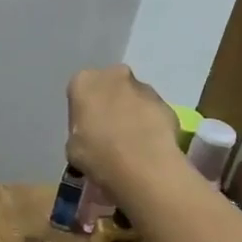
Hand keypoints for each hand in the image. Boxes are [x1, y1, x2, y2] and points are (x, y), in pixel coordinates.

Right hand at [65, 65, 181, 202]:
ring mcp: (145, 88)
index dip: (82, 113)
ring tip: (131, 145)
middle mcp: (114, 75)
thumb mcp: (72, 147)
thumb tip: (90, 138)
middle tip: (108, 134)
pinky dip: (151, 126)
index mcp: (84, 81)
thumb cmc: (96, 154)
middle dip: (110, 105)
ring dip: (132, 114)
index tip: (84, 132)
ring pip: (134, 99)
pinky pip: (154, 114)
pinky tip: (148, 149)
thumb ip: (80, 133)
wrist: (142, 166)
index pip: (79, 92)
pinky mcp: (168, 105)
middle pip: (110, 88)